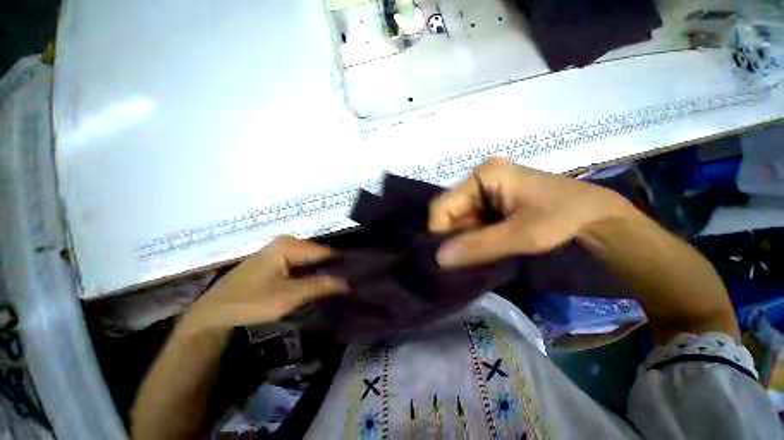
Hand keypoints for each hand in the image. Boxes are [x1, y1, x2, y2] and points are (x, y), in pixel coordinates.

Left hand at [179, 236, 346, 335]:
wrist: (219, 309)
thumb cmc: (252, 300)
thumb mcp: (288, 296)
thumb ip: (319, 287)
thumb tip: (349, 283)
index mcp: (288, 245)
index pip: (326, 252)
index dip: (344, 266)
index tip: (364, 281)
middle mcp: (283, 243)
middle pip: (317, 257)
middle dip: (333, 272)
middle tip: (353, 291)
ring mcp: (275, 254)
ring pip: (307, 264)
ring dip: (321, 277)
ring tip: (340, 293)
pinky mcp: (270, 266)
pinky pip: (296, 269)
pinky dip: (307, 279)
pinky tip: (316, 292)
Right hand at [429, 158, 632, 267]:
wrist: (595, 217)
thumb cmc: (559, 218)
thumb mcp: (520, 235)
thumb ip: (478, 246)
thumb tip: (437, 259)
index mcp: (484, 174)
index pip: (444, 207)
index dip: (442, 236)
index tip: (449, 266)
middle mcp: (485, 178)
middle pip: (455, 214)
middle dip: (459, 241)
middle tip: (466, 268)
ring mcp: (497, 191)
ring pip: (469, 222)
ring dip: (472, 244)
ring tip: (481, 264)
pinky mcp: (507, 204)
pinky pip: (484, 224)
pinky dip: (485, 242)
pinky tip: (492, 255)